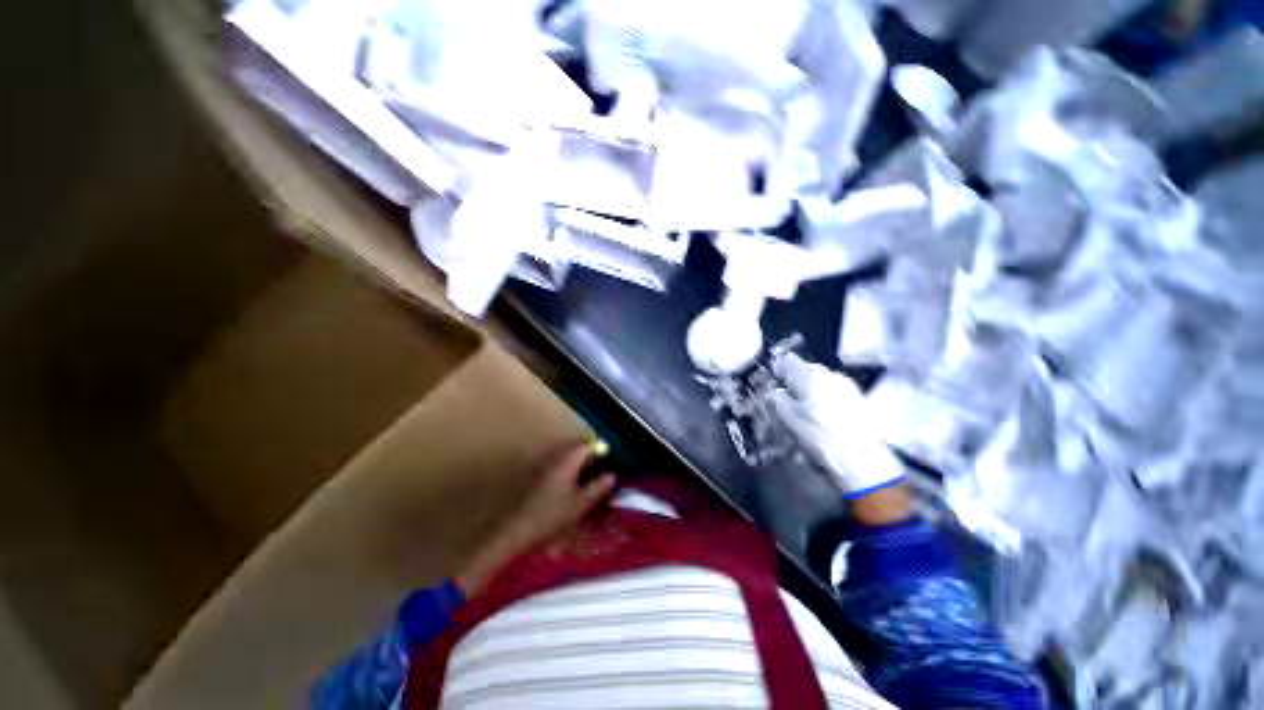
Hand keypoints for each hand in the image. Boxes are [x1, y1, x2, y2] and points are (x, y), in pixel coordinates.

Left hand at [457, 444, 615, 595]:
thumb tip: (611, 476)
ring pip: (569, 463)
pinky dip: (572, 477)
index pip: (585, 446)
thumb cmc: (550, 516)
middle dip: (591, 460)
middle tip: (604, 472)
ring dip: (582, 469)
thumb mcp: (579, 504)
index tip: (609, 460)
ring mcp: (546, 471)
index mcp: (566, 463)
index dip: (599, 450)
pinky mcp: (540, 482)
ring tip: (593, 484)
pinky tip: (576, 492)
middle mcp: (555, 462)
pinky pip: (561, 472)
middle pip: (576, 453)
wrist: (517, 532)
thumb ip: (597, 488)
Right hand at [769, 354, 904, 497]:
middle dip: (793, 383)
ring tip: (805, 415)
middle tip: (786, 404)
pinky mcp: (858, 399)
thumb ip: (775, 400)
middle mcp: (830, 374)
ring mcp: (847, 385)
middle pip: (804, 369)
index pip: (787, 360)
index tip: (772, 387)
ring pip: (819, 381)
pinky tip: (824, 420)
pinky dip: (824, 400)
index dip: (776, 371)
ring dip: (809, 392)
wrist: (864, 461)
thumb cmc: (820, 437)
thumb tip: (772, 391)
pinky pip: (833, 391)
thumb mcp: (788, 420)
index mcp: (810, 375)